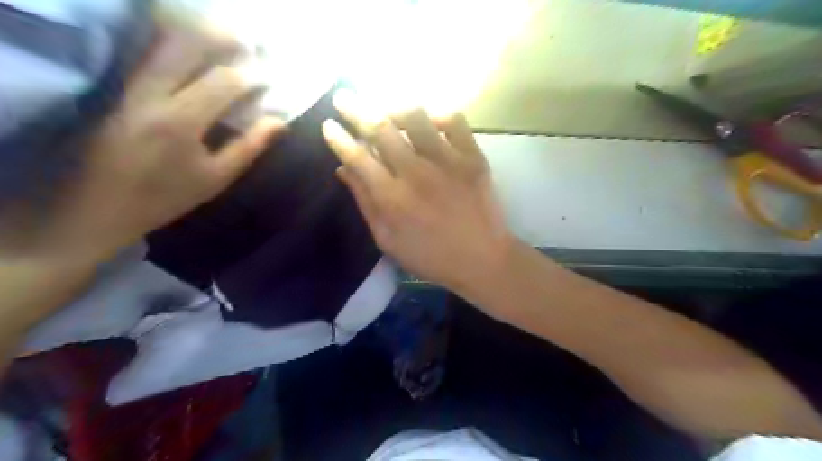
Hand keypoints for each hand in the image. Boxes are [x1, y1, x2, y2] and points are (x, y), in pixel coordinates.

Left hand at [23, 25, 285, 261]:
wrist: (100, 205)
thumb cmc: (166, 196)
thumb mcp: (216, 178)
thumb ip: (249, 146)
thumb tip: (279, 122)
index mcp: (180, 121)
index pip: (223, 81)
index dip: (251, 76)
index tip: (269, 78)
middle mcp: (151, 94)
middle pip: (186, 45)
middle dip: (221, 39)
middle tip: (247, 45)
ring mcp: (129, 87)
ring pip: (163, 44)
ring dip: (196, 38)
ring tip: (224, 45)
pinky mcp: (118, 88)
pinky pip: (149, 55)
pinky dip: (175, 48)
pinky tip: (194, 57)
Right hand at [320, 87, 510, 290]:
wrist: (482, 259)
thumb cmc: (430, 257)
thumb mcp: (387, 240)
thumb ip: (365, 203)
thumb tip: (343, 170)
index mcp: (392, 198)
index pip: (357, 157)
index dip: (339, 138)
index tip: (328, 124)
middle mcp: (416, 172)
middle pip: (379, 127)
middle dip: (355, 108)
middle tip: (344, 97)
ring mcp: (447, 161)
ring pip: (415, 115)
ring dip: (394, 107)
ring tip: (387, 112)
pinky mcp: (473, 157)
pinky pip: (454, 119)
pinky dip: (437, 114)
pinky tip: (429, 122)